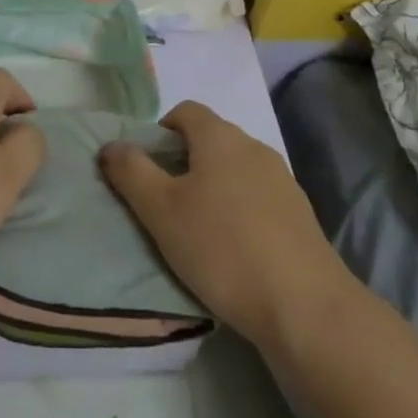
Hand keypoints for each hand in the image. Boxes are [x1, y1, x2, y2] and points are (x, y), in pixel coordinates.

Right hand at [99, 101, 348, 349]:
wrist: (305, 307)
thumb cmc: (222, 248)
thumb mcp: (161, 211)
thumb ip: (131, 172)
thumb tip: (112, 145)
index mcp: (220, 137)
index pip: (185, 111)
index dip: (160, 131)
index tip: (146, 169)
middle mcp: (254, 147)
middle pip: (210, 140)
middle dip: (184, 163)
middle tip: (164, 203)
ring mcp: (282, 180)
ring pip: (235, 170)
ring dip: (213, 189)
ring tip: (197, 231)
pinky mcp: (300, 215)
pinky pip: (258, 199)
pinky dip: (239, 212)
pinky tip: (233, 250)